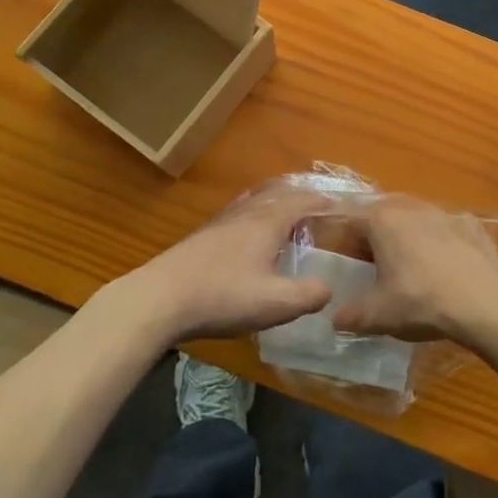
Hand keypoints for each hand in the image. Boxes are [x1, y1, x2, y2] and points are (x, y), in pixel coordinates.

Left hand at [110, 183, 333, 344]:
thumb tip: (329, 288)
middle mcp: (245, 214)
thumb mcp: (275, 303)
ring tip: (285, 211)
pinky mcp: (202, 237)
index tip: (338, 205)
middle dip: (299, 196)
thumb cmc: (222, 297)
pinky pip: (238, 213)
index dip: (321, 202)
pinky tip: (246, 231)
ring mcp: (220, 223)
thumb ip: (308, 295)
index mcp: (267, 223)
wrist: (159, 299)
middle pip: (276, 193)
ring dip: (274, 201)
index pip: (300, 201)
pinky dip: (253, 212)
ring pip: (254, 201)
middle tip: (316, 204)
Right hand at [332, 197, 497, 345]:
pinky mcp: (473, 225)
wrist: (483, 303)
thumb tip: (336, 319)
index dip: (341, 237)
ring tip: (410, 264)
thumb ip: (350, 315)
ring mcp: (445, 213)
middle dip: (375, 234)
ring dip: (409, 235)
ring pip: (418, 218)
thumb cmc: (420, 302)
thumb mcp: (376, 315)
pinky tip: (447, 264)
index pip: (349, 218)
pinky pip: (449, 229)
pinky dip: (444, 242)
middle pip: (383, 213)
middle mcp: (411, 207)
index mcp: (381, 220)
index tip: (341, 257)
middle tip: (373, 262)